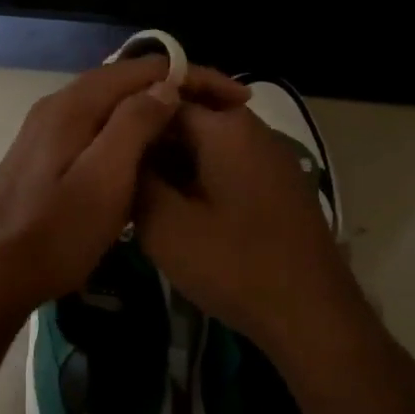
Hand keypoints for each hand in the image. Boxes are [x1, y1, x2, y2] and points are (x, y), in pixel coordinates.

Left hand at [0, 57, 247, 334]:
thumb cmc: (52, 233)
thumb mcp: (104, 180)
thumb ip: (133, 125)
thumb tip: (166, 86)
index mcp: (74, 105)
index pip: (143, 69)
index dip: (193, 76)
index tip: (236, 99)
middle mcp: (58, 106)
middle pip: (125, 82)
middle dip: (176, 90)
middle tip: (220, 114)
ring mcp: (46, 131)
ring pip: (110, 106)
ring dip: (153, 111)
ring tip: (192, 132)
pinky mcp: (43, 156)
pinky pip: (96, 128)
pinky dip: (128, 132)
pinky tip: (146, 156)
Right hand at [135, 101, 362, 367]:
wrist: (312, 316)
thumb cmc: (234, 265)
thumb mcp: (165, 225)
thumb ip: (135, 179)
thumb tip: (121, 151)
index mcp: (225, 127)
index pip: (162, 98)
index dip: (127, 121)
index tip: (102, 148)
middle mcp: (252, 129)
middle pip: (187, 119)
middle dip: (151, 144)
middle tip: (119, 178)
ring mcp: (271, 156)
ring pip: (207, 145)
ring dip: (174, 165)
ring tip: (143, 198)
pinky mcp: (279, 184)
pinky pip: (227, 165)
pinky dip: (199, 179)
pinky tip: (180, 212)